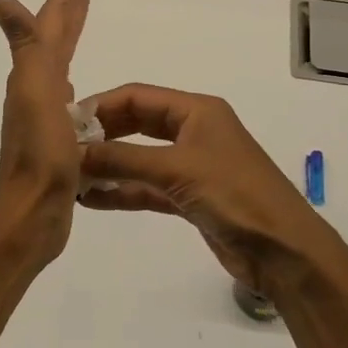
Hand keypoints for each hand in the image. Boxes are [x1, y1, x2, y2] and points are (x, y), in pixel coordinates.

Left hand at [0, 0, 89, 270]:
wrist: (33, 213)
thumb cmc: (41, 154)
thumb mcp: (35, 93)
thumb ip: (25, 46)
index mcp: (34, 76)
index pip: (50, 26)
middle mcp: (35, 90)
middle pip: (53, 41)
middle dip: (66, 13)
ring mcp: (44, 115)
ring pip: (60, 66)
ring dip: (69, 41)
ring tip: (79, 24)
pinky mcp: (56, 139)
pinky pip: (69, 98)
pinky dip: (74, 81)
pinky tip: (77, 90)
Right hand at [79, 84, 347, 300]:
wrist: (284, 251)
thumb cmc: (235, 195)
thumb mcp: (176, 169)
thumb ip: (122, 159)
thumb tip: (73, 152)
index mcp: (196, 110)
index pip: (137, 96)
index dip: (100, 106)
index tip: (64, 124)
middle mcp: (192, 131)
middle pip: (135, 125)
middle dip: (101, 136)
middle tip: (63, 151)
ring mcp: (190, 166)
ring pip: (138, 158)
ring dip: (108, 165)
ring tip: (70, 177)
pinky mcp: (189, 197)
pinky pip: (146, 187)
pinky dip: (122, 191)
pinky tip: (92, 199)